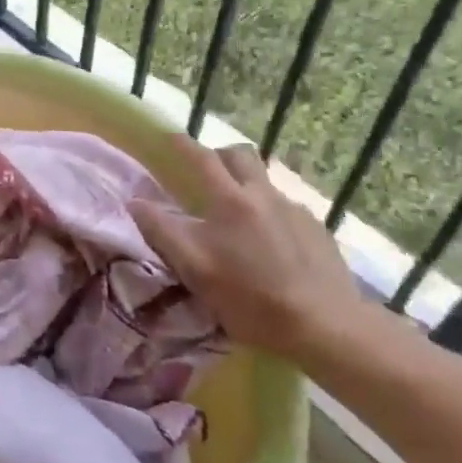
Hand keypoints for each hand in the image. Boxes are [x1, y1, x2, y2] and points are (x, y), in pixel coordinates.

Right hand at [132, 139, 361, 362]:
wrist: (326, 326)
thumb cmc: (251, 298)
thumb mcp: (194, 268)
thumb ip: (161, 231)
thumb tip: (135, 202)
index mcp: (230, 199)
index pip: (201, 158)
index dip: (182, 144)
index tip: (168, 136)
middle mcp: (264, 194)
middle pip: (241, 155)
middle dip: (220, 155)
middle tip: (206, 173)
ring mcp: (296, 211)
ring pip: (265, 183)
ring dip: (247, 187)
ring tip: (239, 218)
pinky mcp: (318, 231)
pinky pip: (287, 210)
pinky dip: (271, 216)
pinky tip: (272, 246)